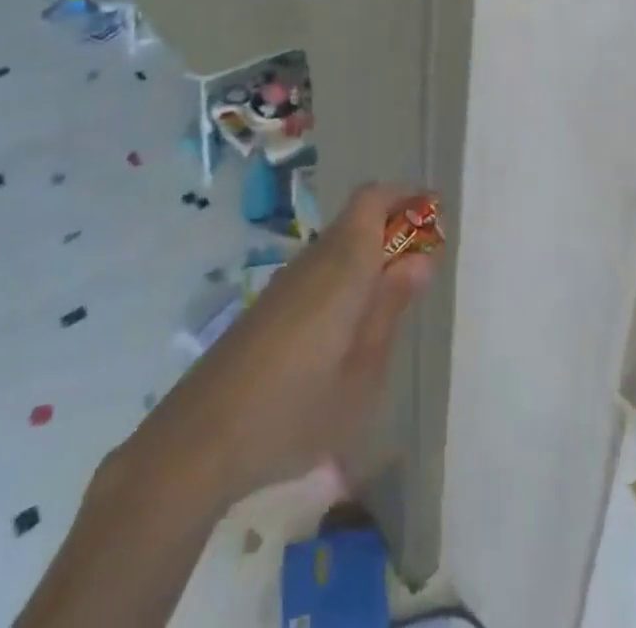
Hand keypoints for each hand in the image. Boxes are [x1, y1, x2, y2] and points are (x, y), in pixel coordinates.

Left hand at [155, 183, 435, 506]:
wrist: (199, 440)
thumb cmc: (295, 411)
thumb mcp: (361, 374)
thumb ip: (390, 308)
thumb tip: (421, 257)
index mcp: (342, 266)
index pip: (373, 199)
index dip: (406, 196)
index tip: (435, 215)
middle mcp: (314, 259)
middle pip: (358, 217)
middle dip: (394, 227)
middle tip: (424, 268)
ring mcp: (288, 281)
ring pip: (339, 244)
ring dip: (371, 254)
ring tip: (393, 304)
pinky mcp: (271, 304)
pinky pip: (321, 270)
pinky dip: (348, 277)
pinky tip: (350, 330)